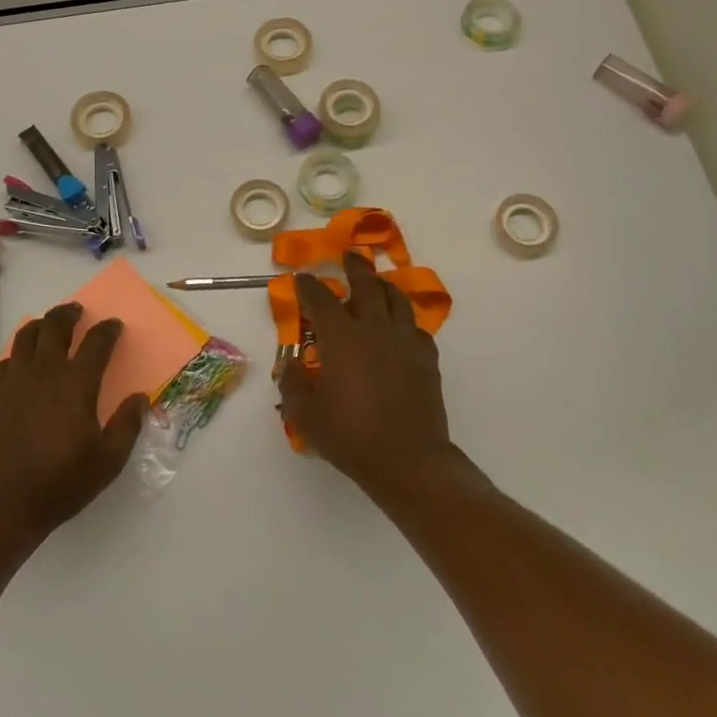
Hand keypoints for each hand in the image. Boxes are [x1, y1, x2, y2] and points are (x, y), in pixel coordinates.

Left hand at [0, 303, 147, 544]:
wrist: (3, 504)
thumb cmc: (62, 482)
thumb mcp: (108, 460)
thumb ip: (128, 425)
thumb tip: (139, 398)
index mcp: (77, 384)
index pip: (97, 342)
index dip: (108, 330)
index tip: (114, 326)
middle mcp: (45, 372)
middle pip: (55, 326)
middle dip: (69, 314)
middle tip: (77, 311)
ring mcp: (14, 381)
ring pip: (26, 336)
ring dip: (41, 325)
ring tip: (48, 326)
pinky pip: (5, 362)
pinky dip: (17, 354)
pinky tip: (21, 362)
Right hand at [278, 251, 458, 493]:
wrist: (407, 459)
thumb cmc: (350, 435)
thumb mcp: (305, 414)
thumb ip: (292, 382)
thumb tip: (289, 362)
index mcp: (341, 338)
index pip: (321, 299)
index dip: (308, 286)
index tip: (301, 278)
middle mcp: (374, 329)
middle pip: (366, 285)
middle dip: (355, 267)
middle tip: (350, 256)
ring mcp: (405, 341)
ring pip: (397, 299)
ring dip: (384, 287)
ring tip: (378, 284)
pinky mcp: (427, 358)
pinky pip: (416, 328)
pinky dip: (405, 322)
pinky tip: (401, 330)